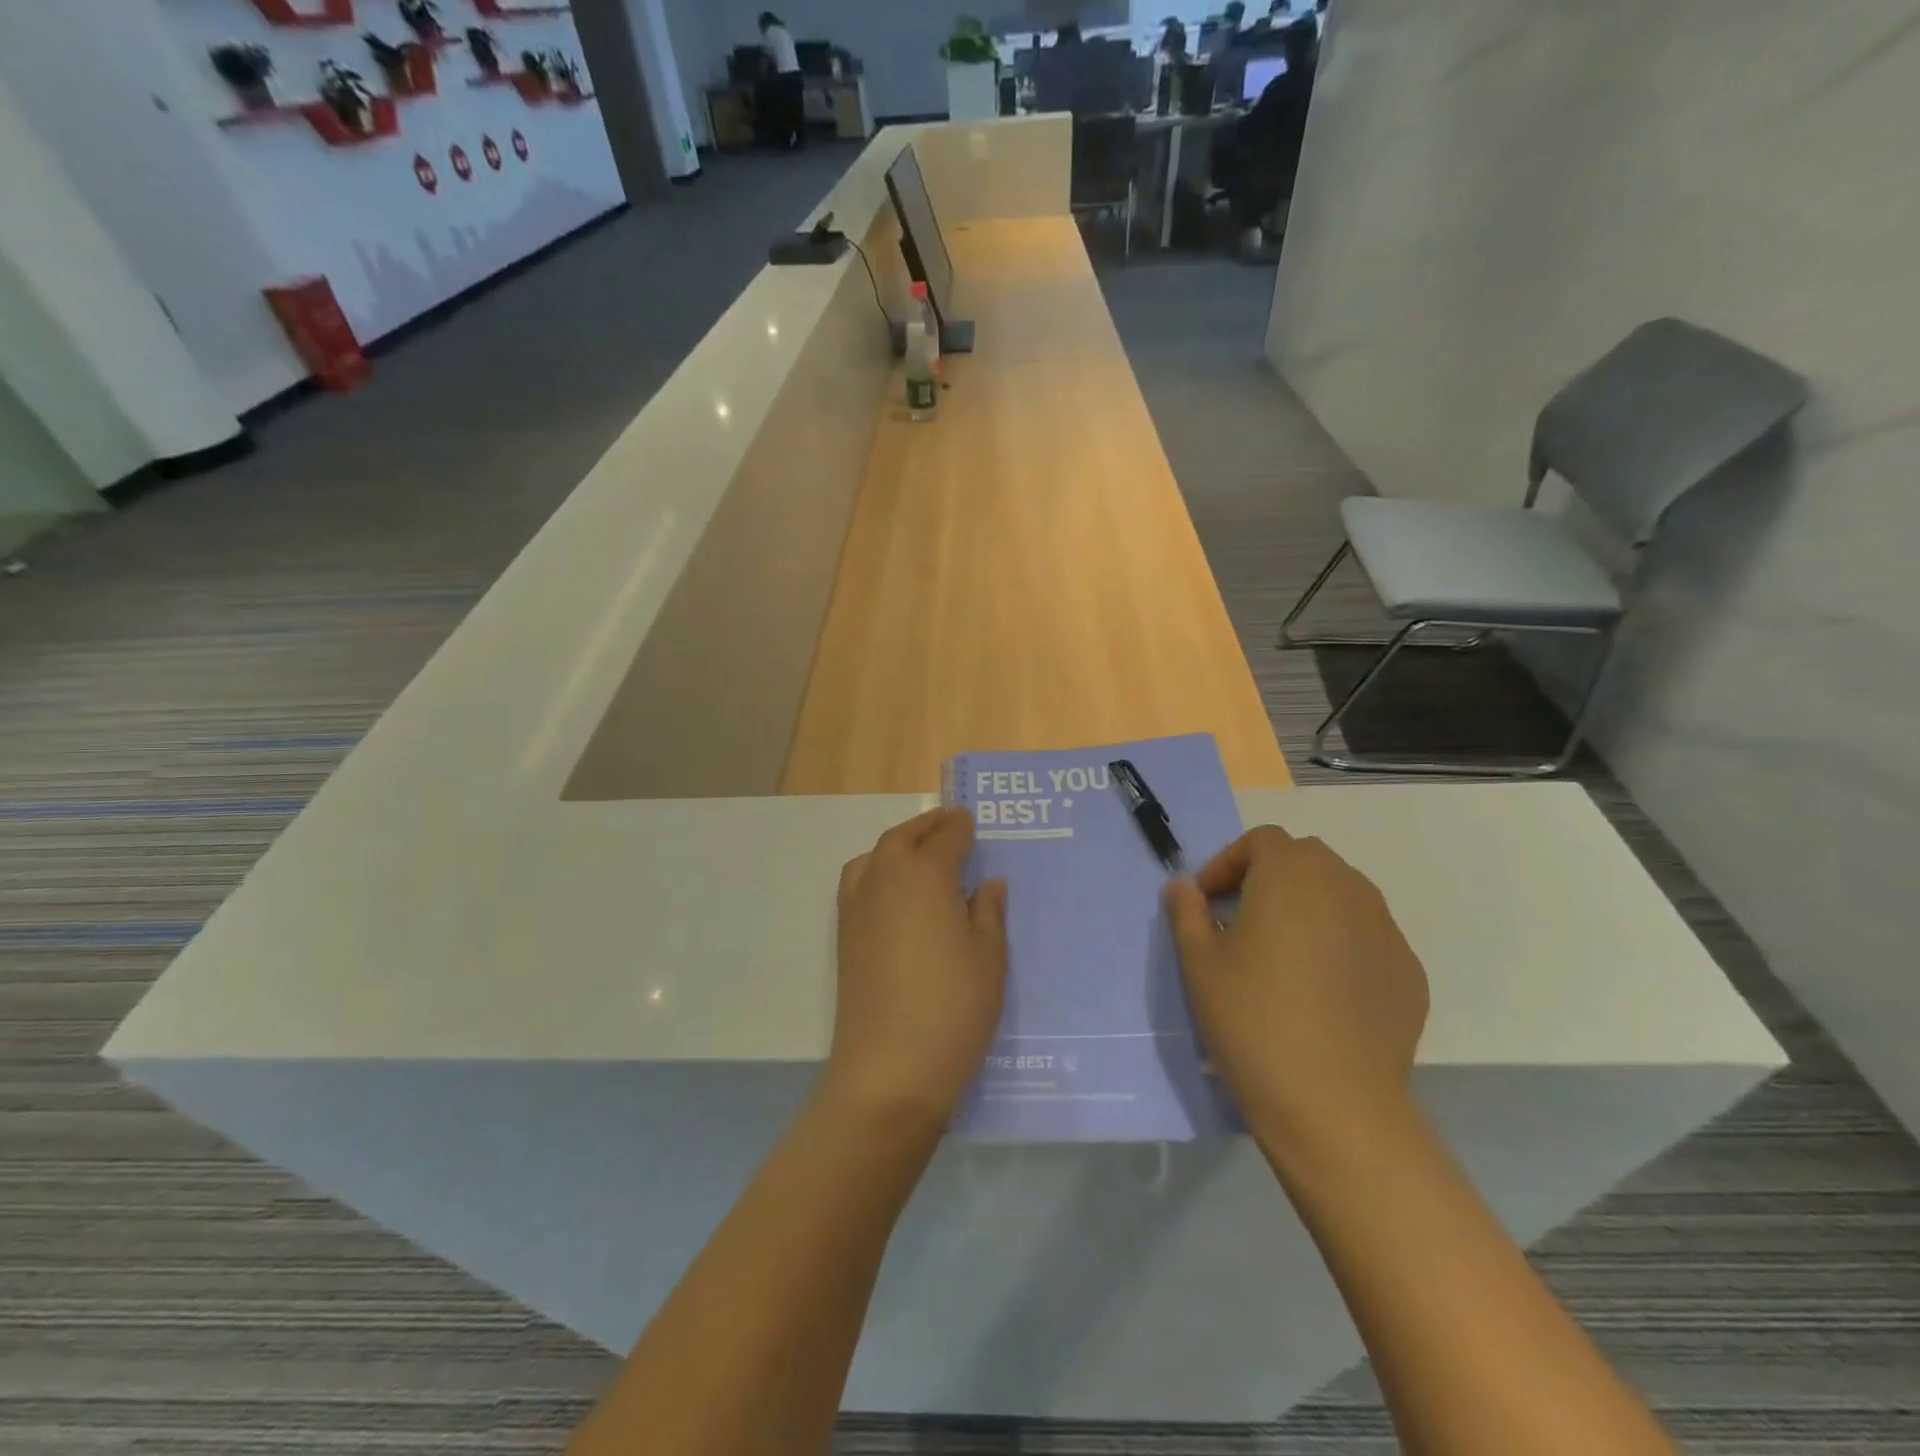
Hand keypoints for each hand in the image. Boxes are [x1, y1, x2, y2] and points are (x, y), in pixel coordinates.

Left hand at [823, 807, 1008, 1129]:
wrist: (890, 1068)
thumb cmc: (954, 1006)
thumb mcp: (989, 957)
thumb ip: (987, 912)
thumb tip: (988, 883)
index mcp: (925, 875)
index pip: (946, 838)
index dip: (960, 827)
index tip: (971, 820)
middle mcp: (885, 879)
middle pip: (903, 838)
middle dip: (927, 826)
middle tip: (948, 824)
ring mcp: (857, 907)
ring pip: (875, 856)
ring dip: (898, 844)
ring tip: (919, 853)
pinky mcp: (844, 935)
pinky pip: (859, 882)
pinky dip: (876, 870)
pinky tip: (894, 893)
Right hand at [1164, 826, 1428, 1152]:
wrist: (1333, 1104)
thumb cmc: (1252, 1018)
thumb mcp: (1198, 962)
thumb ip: (1186, 911)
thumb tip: (1182, 886)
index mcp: (1291, 875)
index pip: (1261, 841)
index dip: (1228, 863)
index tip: (1208, 902)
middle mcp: (1346, 887)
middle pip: (1305, 859)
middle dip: (1269, 877)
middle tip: (1241, 920)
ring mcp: (1385, 928)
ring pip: (1341, 894)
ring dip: (1308, 906)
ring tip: (1283, 953)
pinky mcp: (1409, 970)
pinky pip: (1367, 936)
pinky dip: (1341, 942)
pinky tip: (1323, 989)